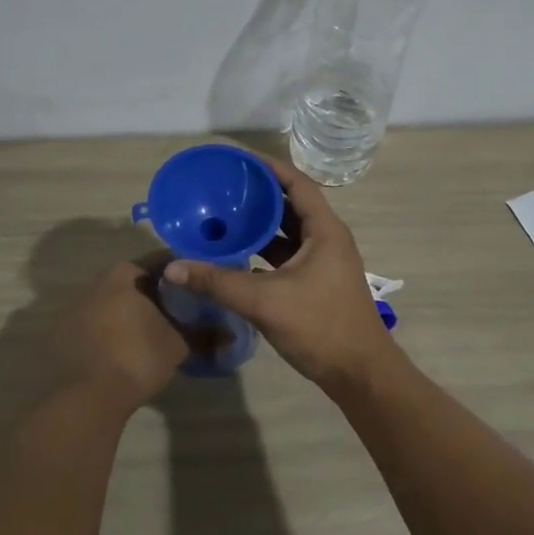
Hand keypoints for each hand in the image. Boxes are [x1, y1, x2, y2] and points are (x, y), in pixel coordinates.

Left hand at [57, 256, 190, 415]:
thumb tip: (230, 334)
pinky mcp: (63, 335)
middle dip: (157, 293)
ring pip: (114, 303)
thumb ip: (204, 334)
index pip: (161, 262)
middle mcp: (96, 282)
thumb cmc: (137, 357)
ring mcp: (75, 308)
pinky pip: (97, 324)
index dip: (183, 273)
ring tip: (155, 333)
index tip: (199, 286)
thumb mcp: (178, 344)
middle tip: (180, 310)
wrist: (87, 398)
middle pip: (135, 281)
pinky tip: (126, 350)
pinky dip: (113, 331)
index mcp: (124, 274)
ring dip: (132, 313)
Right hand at [162, 154, 396, 392]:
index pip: (297, 183)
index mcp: (324, 230)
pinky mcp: (317, 282)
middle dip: (259, 194)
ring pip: (289, 231)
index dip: (269, 168)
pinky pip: (287, 254)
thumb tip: (173, 267)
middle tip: (224, 187)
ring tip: (226, 215)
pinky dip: (265, 249)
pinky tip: (238, 253)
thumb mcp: (265, 302)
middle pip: (291, 204)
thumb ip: (218, 283)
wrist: (360, 374)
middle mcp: (326, 239)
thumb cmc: (320, 327)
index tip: (238, 160)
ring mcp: (323, 262)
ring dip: (261, 224)